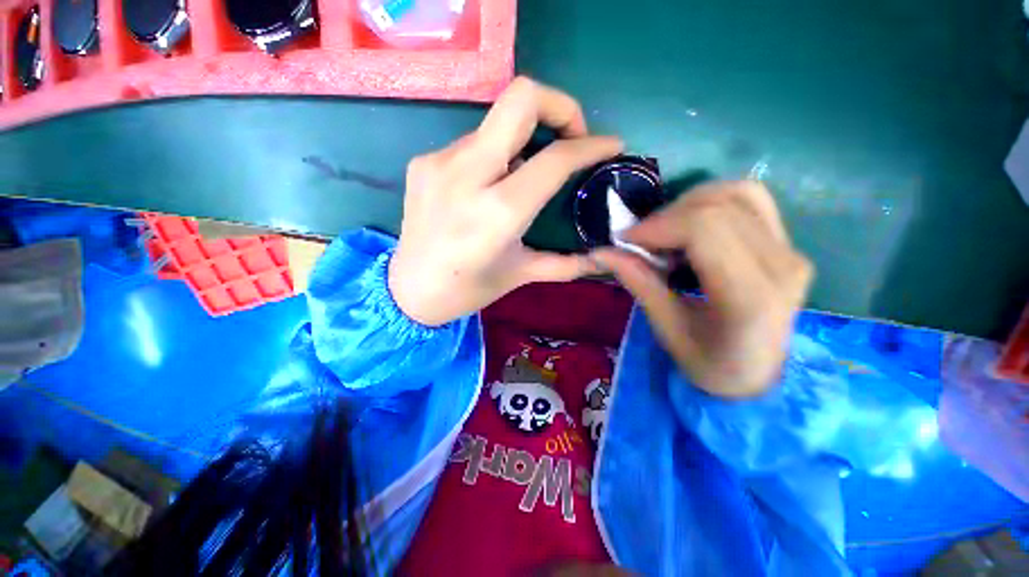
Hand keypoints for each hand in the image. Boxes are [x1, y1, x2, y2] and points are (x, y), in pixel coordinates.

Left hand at [389, 77, 622, 325]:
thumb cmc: (468, 289)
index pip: (555, 158)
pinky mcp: (424, 161)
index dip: (591, 145)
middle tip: (571, 136)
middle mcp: (467, 175)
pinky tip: (490, 183)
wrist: (408, 291)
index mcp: (498, 212)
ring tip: (527, 170)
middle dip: (560, 106)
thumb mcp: (520, 274)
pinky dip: (495, 153)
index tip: (610, 145)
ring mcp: (440, 162)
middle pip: (522, 98)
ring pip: (497, 120)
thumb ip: (565, 263)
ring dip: (525, 137)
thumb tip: (602, 259)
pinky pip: (473, 141)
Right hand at [593, 181, 813, 397]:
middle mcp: (781, 266)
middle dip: (666, 216)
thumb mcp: (667, 329)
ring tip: (665, 233)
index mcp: (750, 297)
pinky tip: (691, 226)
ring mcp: (791, 251)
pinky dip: (712, 202)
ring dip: (688, 205)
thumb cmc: (710, 365)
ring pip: (736, 193)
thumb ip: (639, 283)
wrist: (758, 376)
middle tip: (640, 241)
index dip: (658, 225)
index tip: (626, 240)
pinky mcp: (788, 244)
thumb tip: (601, 252)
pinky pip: (749, 200)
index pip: (704, 230)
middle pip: (717, 208)